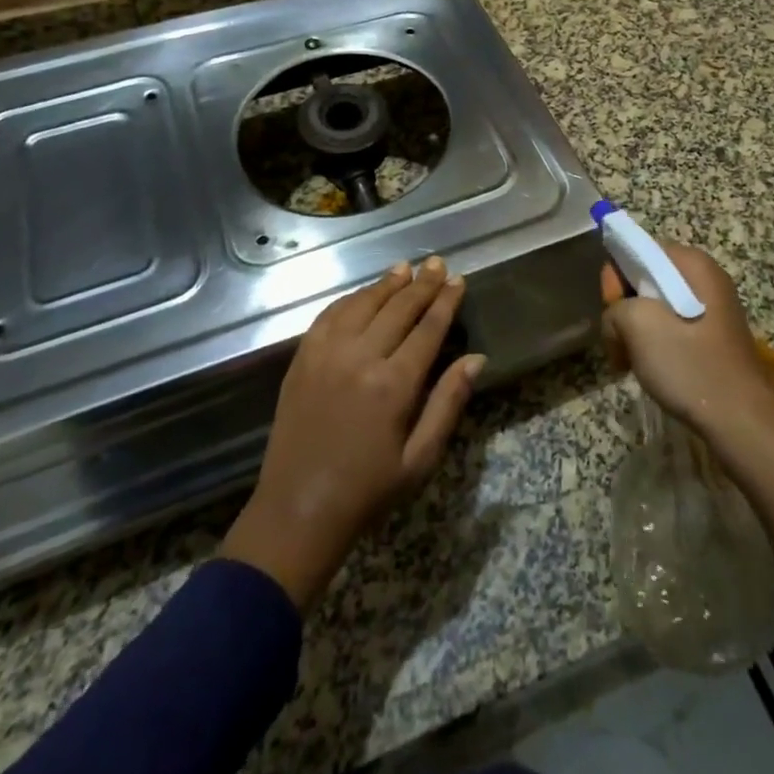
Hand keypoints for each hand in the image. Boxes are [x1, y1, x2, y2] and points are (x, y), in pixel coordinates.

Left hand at [222, 257, 483, 609]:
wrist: (297, 511)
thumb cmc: (368, 490)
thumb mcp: (420, 458)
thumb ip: (448, 403)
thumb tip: (476, 359)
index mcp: (394, 384)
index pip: (428, 328)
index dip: (445, 301)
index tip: (458, 280)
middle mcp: (360, 358)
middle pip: (398, 308)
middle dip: (422, 284)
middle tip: (437, 263)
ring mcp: (326, 354)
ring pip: (363, 304)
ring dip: (386, 284)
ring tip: (405, 268)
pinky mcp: (302, 359)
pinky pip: (329, 316)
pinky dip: (350, 299)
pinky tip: (362, 294)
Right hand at [602, 242, 773, 563]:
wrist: (742, 421)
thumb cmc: (691, 365)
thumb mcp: (639, 326)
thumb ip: (616, 307)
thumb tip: (619, 321)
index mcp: (692, 263)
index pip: (639, 249)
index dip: (617, 276)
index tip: (611, 309)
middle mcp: (705, 278)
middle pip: (647, 278)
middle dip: (625, 308)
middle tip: (619, 341)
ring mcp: (712, 309)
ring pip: (657, 307)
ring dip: (637, 331)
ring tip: (632, 361)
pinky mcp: (713, 338)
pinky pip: (673, 328)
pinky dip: (656, 345)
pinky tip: (652, 369)